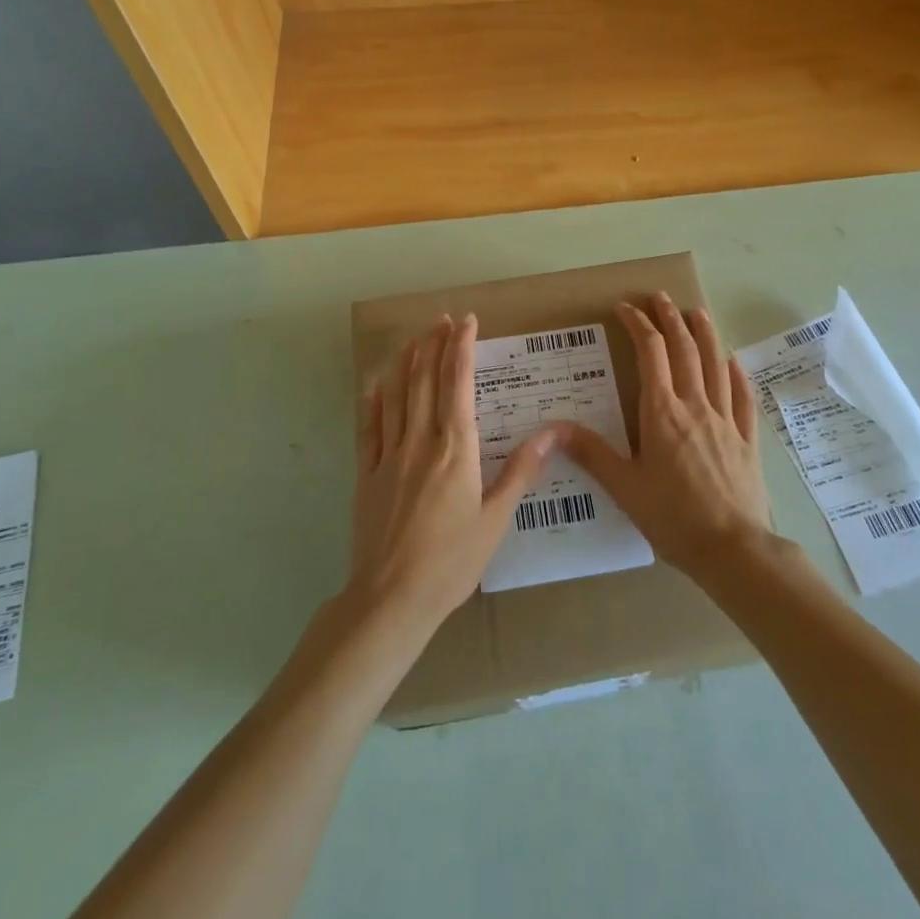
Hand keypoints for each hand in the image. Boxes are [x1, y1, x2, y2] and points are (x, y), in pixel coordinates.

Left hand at [347, 314, 556, 634]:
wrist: (391, 599)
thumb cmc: (452, 561)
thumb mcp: (496, 518)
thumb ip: (521, 470)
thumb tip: (553, 431)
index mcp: (455, 449)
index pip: (458, 384)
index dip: (461, 348)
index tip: (466, 321)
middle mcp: (420, 441)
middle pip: (425, 380)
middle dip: (434, 344)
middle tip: (441, 319)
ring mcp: (388, 456)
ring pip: (396, 396)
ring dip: (405, 362)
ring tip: (413, 338)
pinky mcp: (366, 474)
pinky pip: (369, 427)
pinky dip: (373, 400)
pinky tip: (376, 384)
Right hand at [562, 294, 772, 577]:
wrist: (732, 548)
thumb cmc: (672, 517)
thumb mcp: (624, 487)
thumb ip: (591, 452)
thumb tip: (554, 427)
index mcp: (662, 412)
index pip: (650, 353)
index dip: (638, 325)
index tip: (625, 308)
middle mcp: (695, 405)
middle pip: (684, 349)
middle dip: (670, 319)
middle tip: (660, 297)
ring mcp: (725, 419)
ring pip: (715, 363)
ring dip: (705, 334)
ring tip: (697, 312)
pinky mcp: (747, 437)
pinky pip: (742, 396)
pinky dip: (736, 373)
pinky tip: (733, 361)